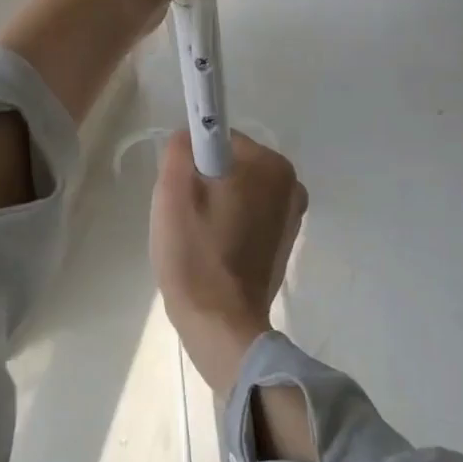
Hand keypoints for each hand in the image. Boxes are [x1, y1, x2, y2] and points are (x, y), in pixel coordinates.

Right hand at [150, 130, 307, 395]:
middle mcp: (290, 184)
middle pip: (228, 165)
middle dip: (203, 183)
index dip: (192, 163)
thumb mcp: (172, 192)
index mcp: (270, 166)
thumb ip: (180, 148)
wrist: (220, 324)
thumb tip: (190, 137)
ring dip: (213, 205)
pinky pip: (246, 215)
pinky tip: (213, 251)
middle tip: (185, 218)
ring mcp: (291, 215)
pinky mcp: (283, 241)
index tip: (181, 193)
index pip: (218, 140)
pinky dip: (227, 225)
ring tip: (197, 239)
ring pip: (235, 190)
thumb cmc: (195, 254)